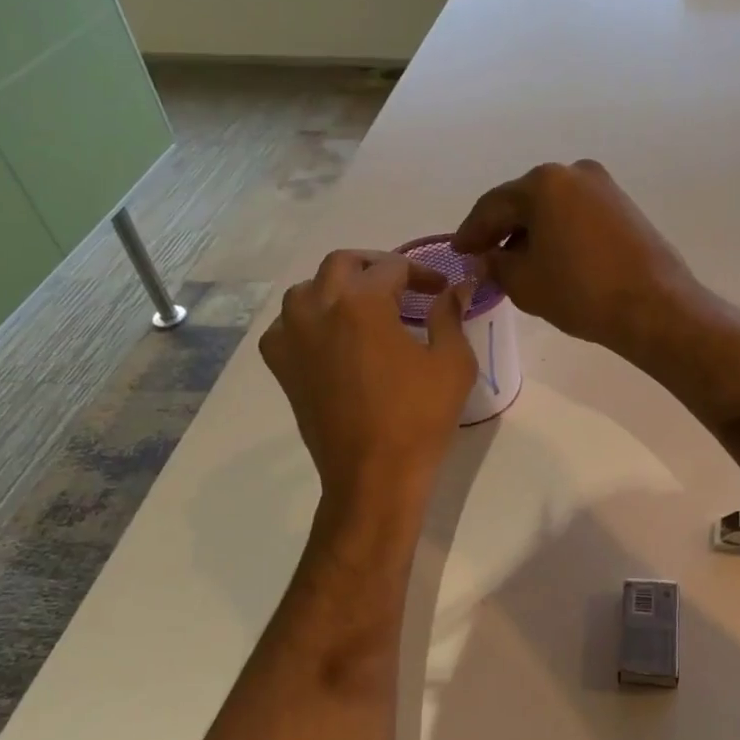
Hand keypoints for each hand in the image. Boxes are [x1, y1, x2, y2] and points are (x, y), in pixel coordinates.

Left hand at [260, 251, 475, 503]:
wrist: (374, 475)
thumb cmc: (419, 418)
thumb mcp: (452, 363)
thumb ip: (450, 315)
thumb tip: (457, 288)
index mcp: (362, 302)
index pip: (392, 267)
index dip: (422, 272)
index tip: (441, 288)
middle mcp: (318, 308)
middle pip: (342, 264)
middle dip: (375, 267)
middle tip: (402, 286)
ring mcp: (293, 337)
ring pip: (306, 290)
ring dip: (335, 288)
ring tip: (363, 307)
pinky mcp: (282, 367)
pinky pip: (286, 326)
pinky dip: (307, 321)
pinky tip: (329, 337)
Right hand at [451, 160, 699, 359]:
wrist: (653, 307)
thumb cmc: (581, 292)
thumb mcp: (524, 283)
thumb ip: (496, 265)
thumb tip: (486, 259)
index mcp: (543, 183)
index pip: (493, 206)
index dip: (471, 232)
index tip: (458, 251)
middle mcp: (574, 172)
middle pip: (524, 201)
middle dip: (501, 229)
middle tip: (483, 255)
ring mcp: (604, 187)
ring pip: (552, 208)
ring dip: (530, 231)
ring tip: (515, 262)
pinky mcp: (624, 207)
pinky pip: (576, 215)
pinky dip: (557, 233)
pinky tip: (550, 257)